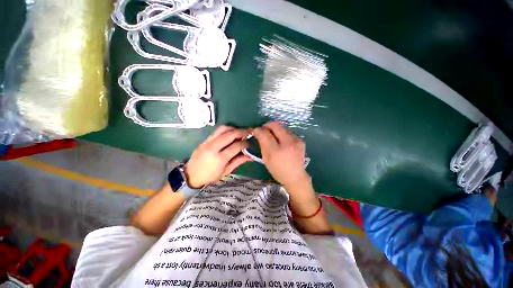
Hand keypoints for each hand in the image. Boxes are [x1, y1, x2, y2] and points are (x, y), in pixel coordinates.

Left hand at [184, 126, 251, 187]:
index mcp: (220, 158)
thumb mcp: (226, 171)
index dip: (245, 143)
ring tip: (240, 131)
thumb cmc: (210, 176)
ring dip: (233, 128)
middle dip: (242, 132)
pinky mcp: (204, 140)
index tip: (249, 143)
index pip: (236, 146)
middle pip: (230, 135)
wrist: (191, 175)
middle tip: (249, 131)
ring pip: (223, 129)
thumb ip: (238, 161)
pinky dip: (226, 130)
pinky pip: (217, 131)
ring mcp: (208, 142)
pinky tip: (230, 133)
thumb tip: (250, 156)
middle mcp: (213, 147)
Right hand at [252, 122, 309, 188]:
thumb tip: (258, 131)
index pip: (265, 133)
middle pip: (275, 125)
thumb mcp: (266, 158)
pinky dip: (282, 134)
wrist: (295, 177)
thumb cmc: (278, 170)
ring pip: (282, 127)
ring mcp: (297, 140)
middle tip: (263, 131)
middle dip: (267, 126)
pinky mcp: (301, 140)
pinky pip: (288, 132)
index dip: (258, 129)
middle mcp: (288, 143)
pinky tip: (282, 142)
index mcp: (276, 151)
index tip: (256, 131)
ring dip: (275, 130)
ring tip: (273, 137)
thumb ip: (262, 144)